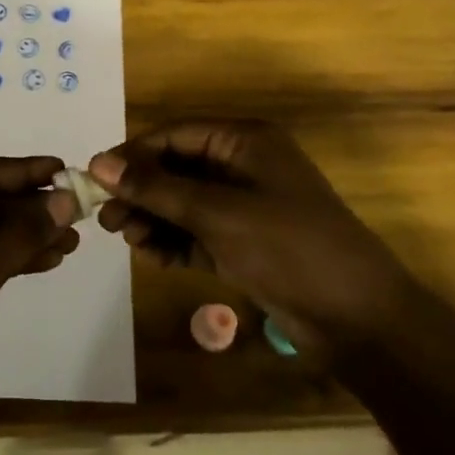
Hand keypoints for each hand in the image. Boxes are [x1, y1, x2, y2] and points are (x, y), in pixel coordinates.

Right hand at [88, 121, 417, 349]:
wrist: (358, 319)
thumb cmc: (288, 247)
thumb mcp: (216, 213)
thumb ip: (156, 188)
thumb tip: (98, 163)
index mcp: (244, 141)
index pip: (175, 135)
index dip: (133, 154)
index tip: (95, 179)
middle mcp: (243, 166)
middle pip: (176, 169)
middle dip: (141, 192)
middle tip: (106, 218)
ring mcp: (245, 206)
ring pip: (184, 203)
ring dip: (154, 218)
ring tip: (127, 239)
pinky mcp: (245, 242)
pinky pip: (198, 232)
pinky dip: (174, 241)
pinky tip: (152, 256)